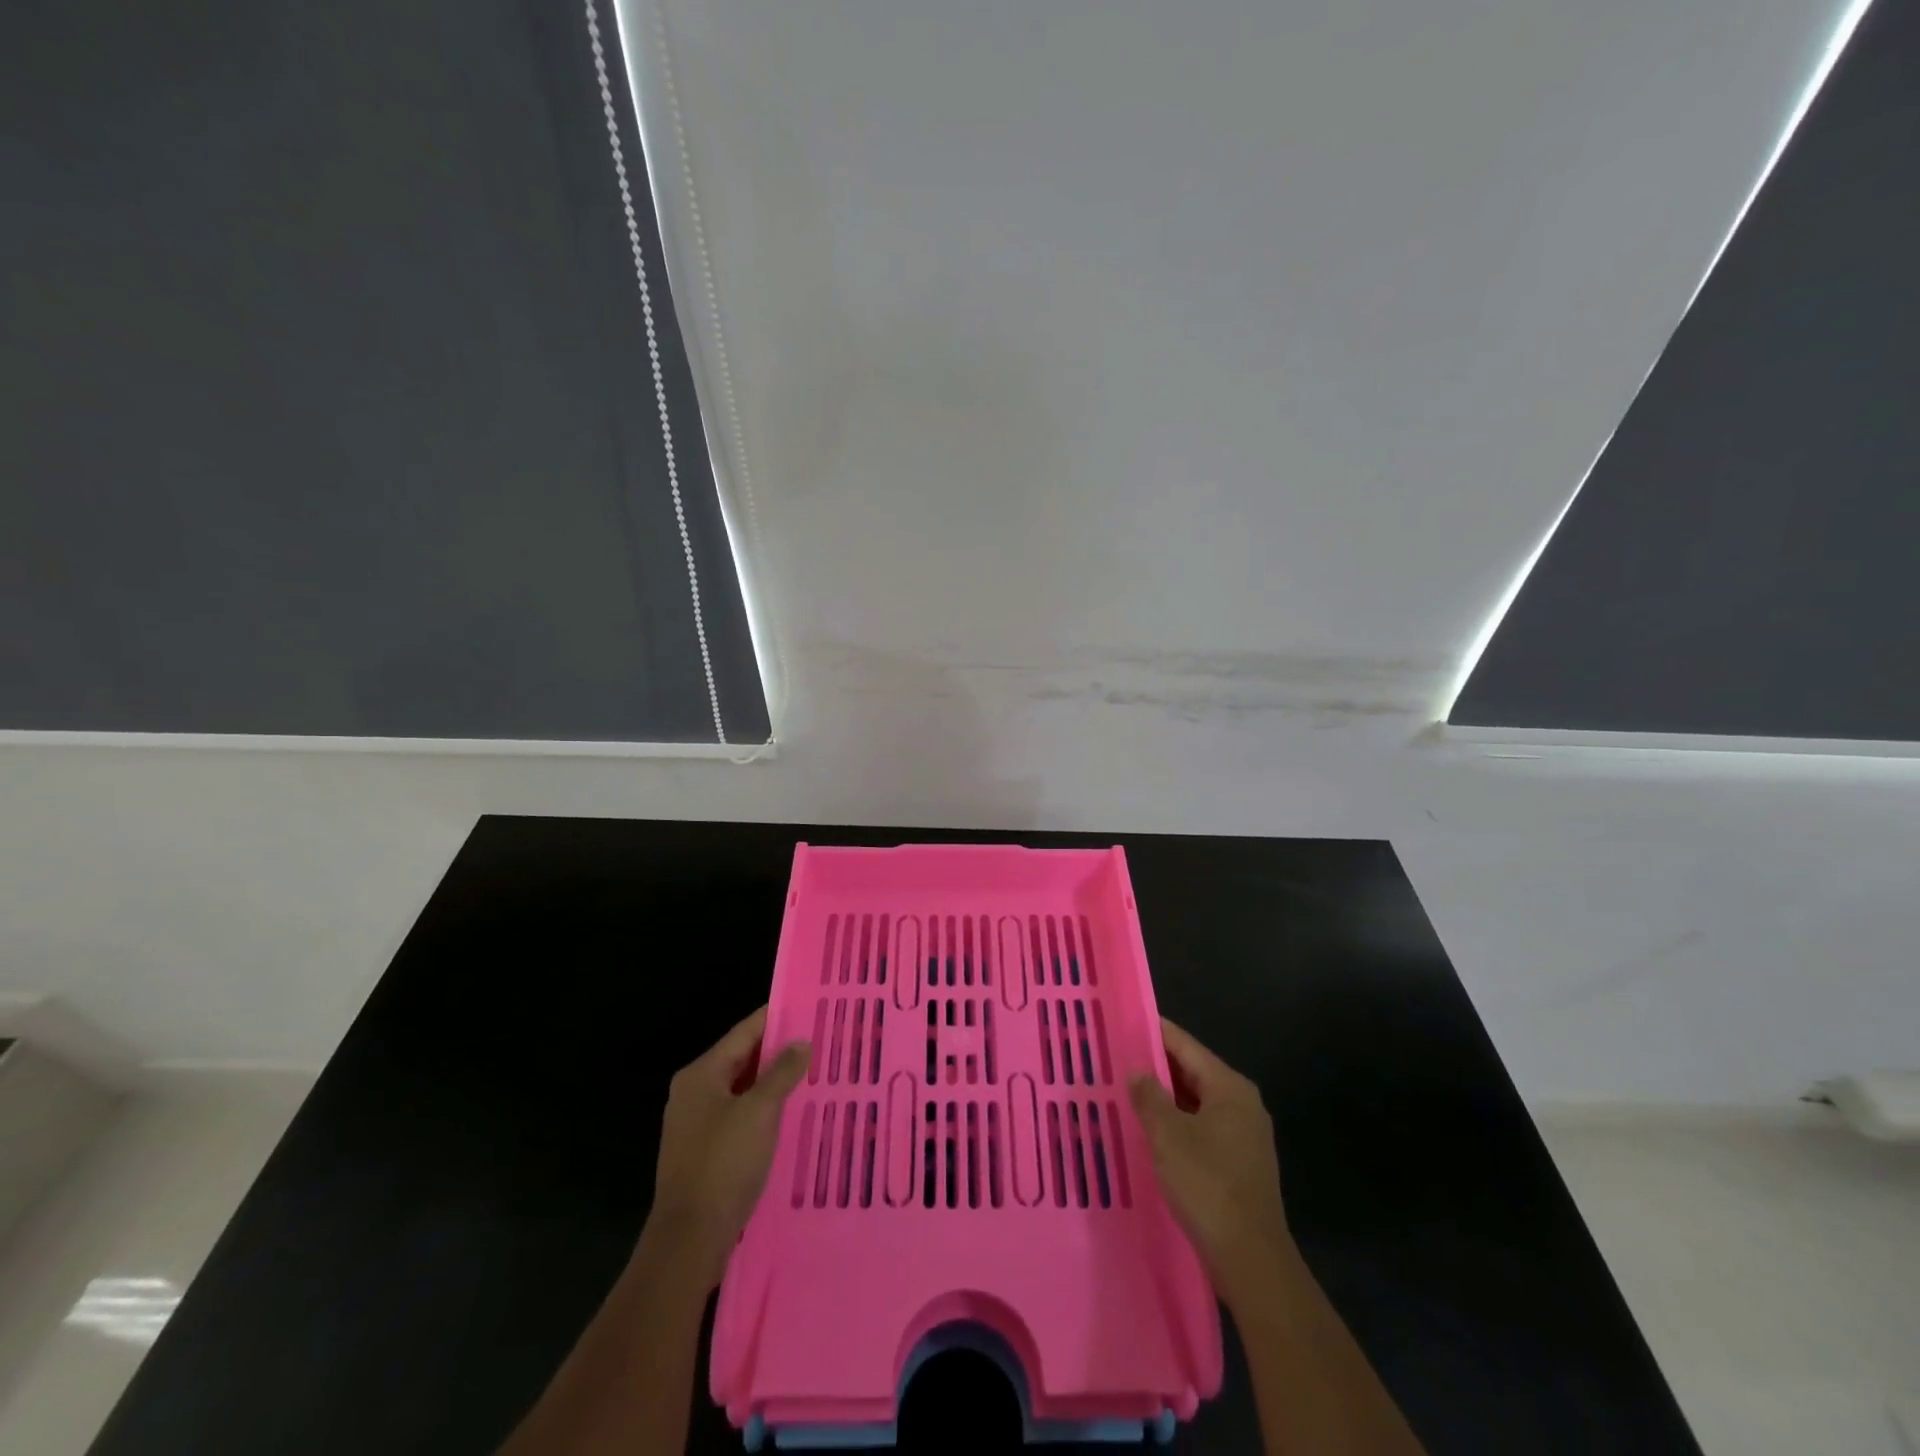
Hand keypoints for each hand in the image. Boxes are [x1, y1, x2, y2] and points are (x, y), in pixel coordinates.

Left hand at [647, 1006, 809, 1288]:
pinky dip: (764, 1109)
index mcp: (701, 1074)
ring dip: (773, 1082)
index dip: (775, 1018)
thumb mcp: (760, 1111)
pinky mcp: (705, 1152)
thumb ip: (782, 1072)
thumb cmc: (723, 1164)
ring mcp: (696, 1124)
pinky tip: (791, 1113)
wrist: (689, 1239)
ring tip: (812, 1073)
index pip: (744, 1033)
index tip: (807, 1007)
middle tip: (818, 1040)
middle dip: (778, 1051)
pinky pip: (740, 1116)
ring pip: (742, 1090)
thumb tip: (801, 1042)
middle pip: (742, 1059)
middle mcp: (694, 1092)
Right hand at [1129, 1017, 1291, 1303]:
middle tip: (1116, 1057)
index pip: (1186, 1045)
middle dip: (1156, 1066)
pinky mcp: (1238, 1163)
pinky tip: (1149, 1131)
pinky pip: (1201, 1127)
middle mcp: (1242, 1104)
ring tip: (1125, 1091)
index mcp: (1229, 1088)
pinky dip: (1176, 1123)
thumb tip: (1137, 1070)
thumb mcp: (1168, 1135)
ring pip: (1195, 1102)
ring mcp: (1243, 1135)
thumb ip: (1149, 1096)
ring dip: (1164, 1098)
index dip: (1154, 1032)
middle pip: (1192, 1072)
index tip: (1124, 1022)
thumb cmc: (1208, 1185)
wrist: (1251, 1259)